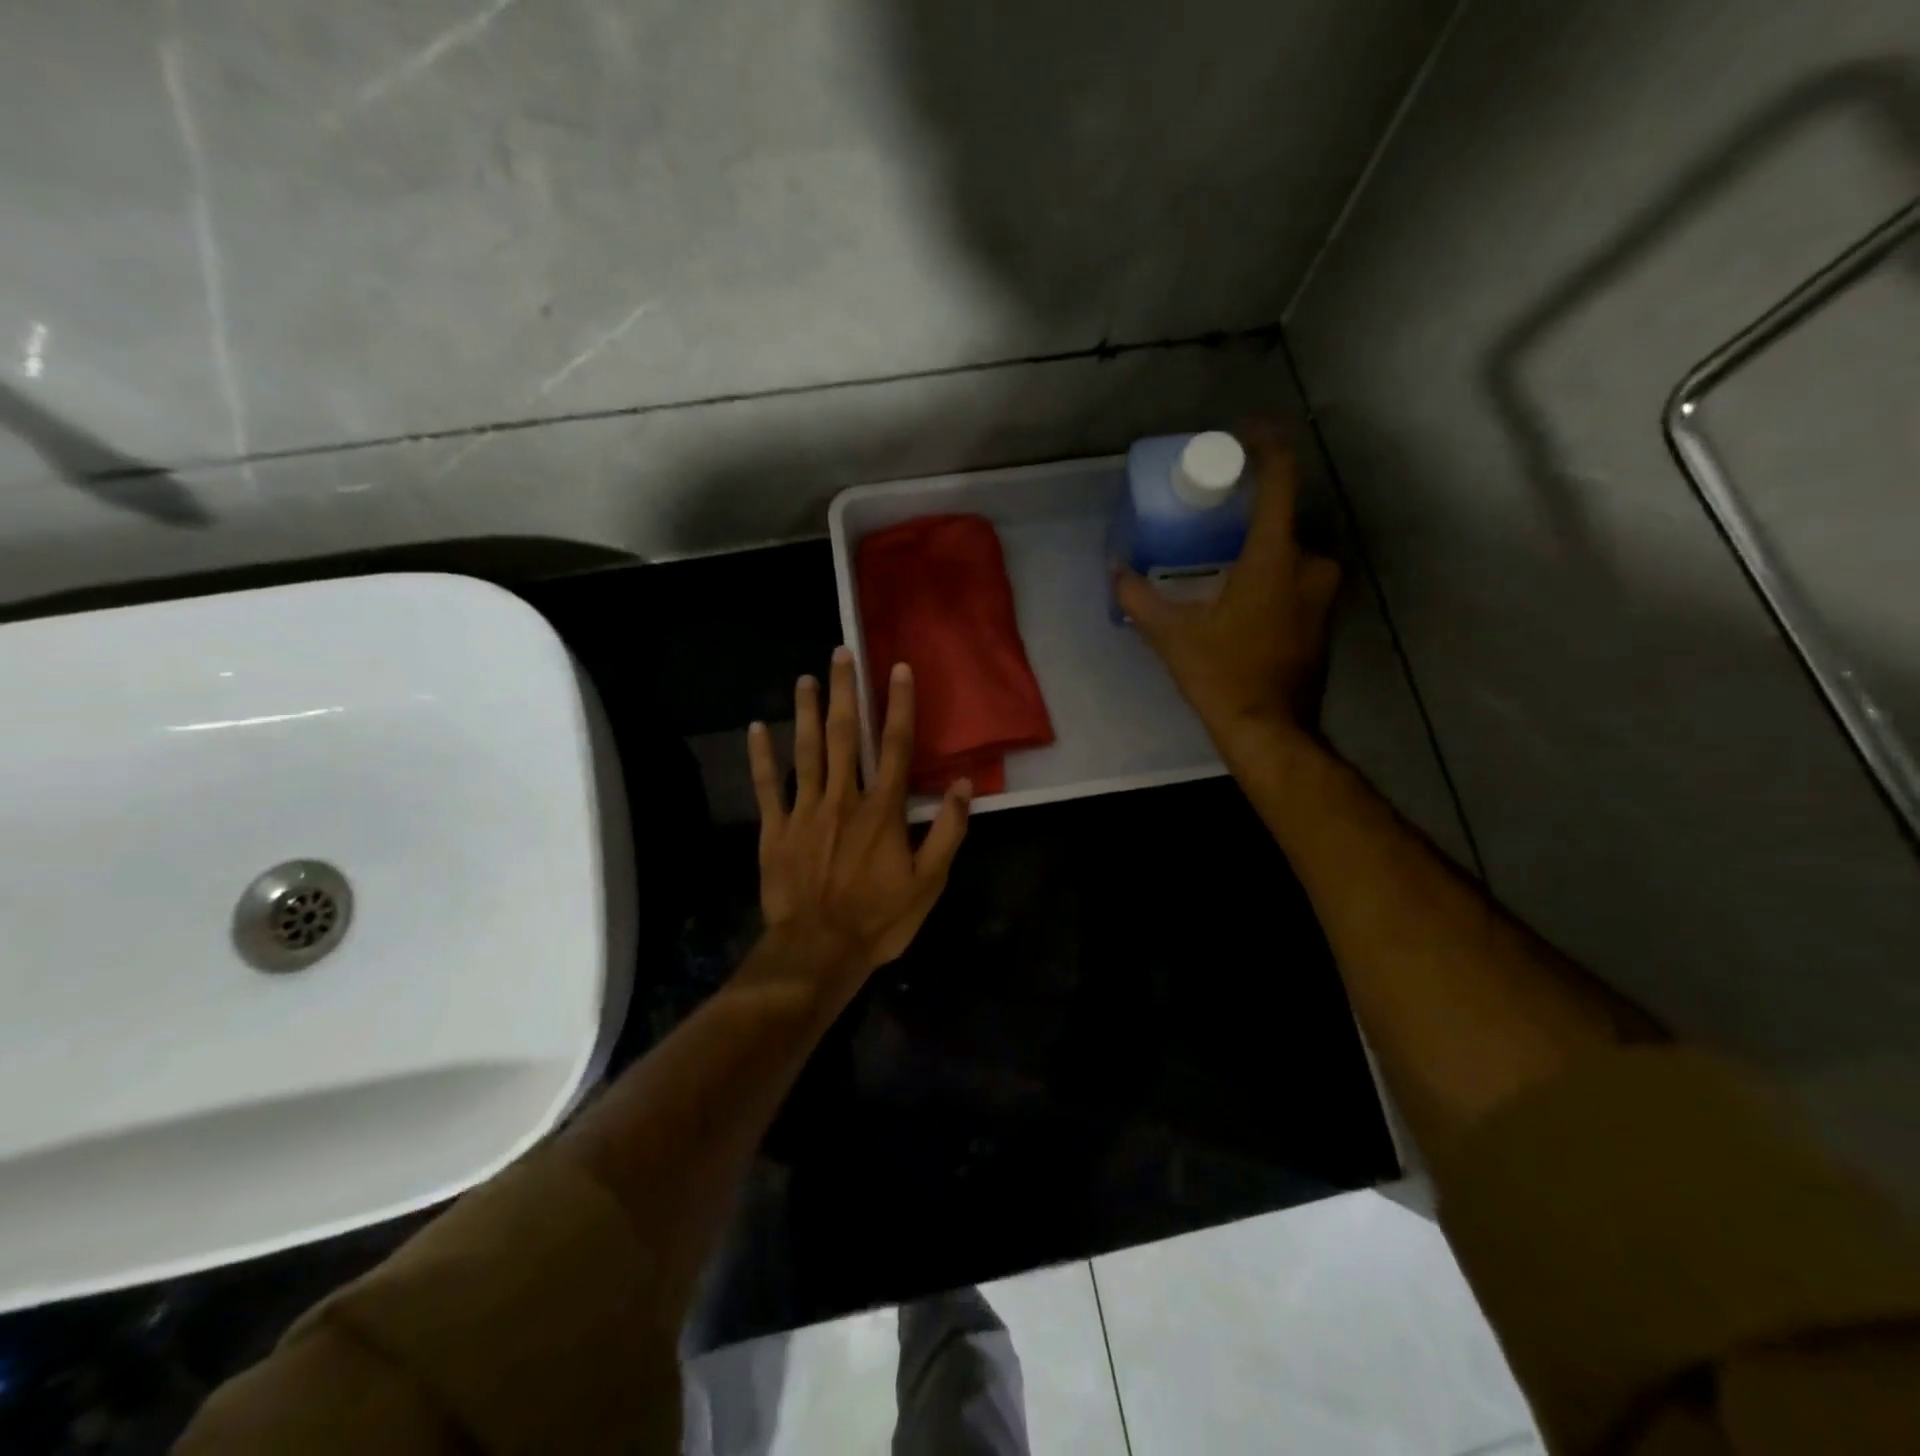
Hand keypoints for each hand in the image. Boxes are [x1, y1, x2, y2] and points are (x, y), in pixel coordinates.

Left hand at [748, 646, 971, 982]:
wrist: (817, 950)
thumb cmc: (878, 918)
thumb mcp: (928, 883)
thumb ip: (948, 832)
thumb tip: (962, 786)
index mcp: (882, 810)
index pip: (896, 747)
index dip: (899, 706)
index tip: (897, 669)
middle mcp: (843, 799)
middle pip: (846, 736)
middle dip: (845, 692)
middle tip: (840, 654)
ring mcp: (805, 811)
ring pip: (806, 751)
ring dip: (807, 712)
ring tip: (805, 679)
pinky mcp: (776, 829)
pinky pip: (767, 786)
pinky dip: (761, 757)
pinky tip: (756, 729)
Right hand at [1115, 426, 1341, 750]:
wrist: (1269, 730)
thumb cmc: (1222, 675)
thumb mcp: (1171, 635)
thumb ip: (1139, 597)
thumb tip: (1116, 570)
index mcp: (1275, 557)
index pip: (1280, 480)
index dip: (1266, 446)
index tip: (1245, 432)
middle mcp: (1310, 565)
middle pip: (1281, 519)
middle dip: (1247, 516)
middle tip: (1211, 520)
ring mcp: (1323, 594)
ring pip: (1288, 553)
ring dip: (1258, 551)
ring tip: (1219, 562)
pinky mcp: (1322, 619)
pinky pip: (1296, 580)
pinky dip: (1271, 578)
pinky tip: (1240, 599)